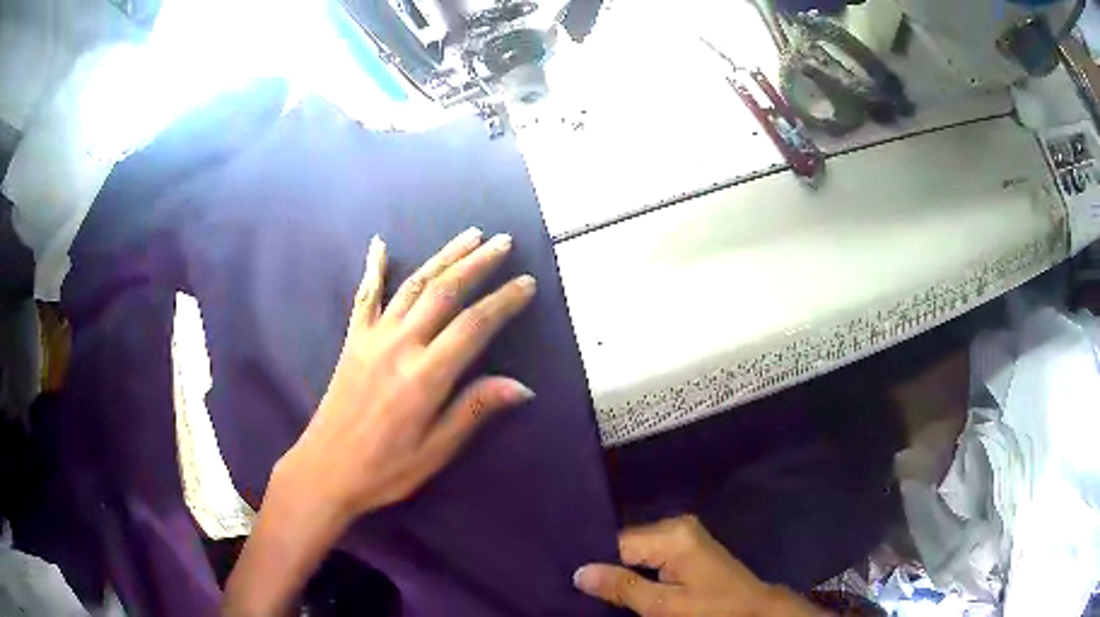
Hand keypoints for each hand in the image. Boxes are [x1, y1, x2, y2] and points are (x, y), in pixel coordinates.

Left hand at [225, 228, 537, 616]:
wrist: (325, 469)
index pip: (474, 325)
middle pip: (445, 291)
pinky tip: (379, 244)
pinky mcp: (353, 340)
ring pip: (413, 285)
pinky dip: (373, 268)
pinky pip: (365, 296)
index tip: (527, 283)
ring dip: (443, 257)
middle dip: (477, 263)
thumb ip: (473, 410)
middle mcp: (399, 345)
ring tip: (469, 235)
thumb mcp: (435, 451)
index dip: (504, 301)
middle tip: (503, 241)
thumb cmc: (385, 469)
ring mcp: (372, 337)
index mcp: (424, 376)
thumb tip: (522, 386)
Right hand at [573, 516, 827, 615]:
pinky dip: (636, 567)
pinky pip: (649, 552)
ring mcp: (683, 532)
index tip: (569, 576)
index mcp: (672, 534)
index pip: (617, 542)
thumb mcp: (664, 606)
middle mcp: (676, 524)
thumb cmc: (711, 608)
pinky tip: (623, 581)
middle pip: (626, 543)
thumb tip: (579, 572)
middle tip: (579, 585)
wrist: (754, 608)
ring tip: (595, 584)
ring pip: (635, 548)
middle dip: (606, 564)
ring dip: (620, 567)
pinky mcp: (686, 544)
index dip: (594, 560)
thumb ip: (622, 587)